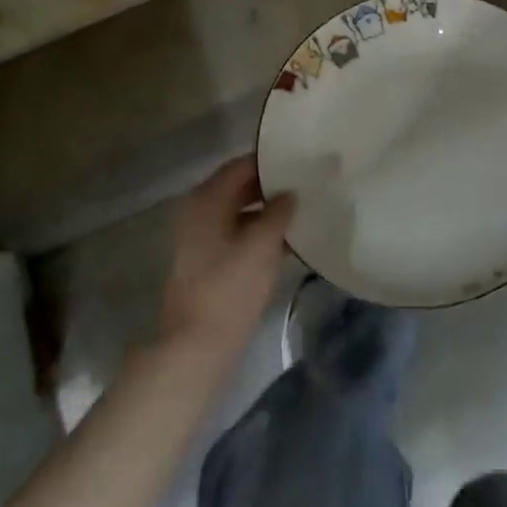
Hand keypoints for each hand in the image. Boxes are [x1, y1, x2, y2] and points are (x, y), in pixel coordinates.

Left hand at [157, 155, 295, 368]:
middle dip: (273, 186)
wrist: (197, 345)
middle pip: (240, 186)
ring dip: (269, 210)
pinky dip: (261, 232)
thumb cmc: (231, 287)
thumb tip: (290, 191)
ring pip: (241, 211)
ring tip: (306, 208)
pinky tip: (290, 239)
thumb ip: (280, 210)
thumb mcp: (262, 244)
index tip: (303, 160)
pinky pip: (239, 233)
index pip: (243, 165)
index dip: (272, 162)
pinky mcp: (209, 260)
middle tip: (308, 183)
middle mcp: (200, 210)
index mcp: (207, 198)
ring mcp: (202, 237)